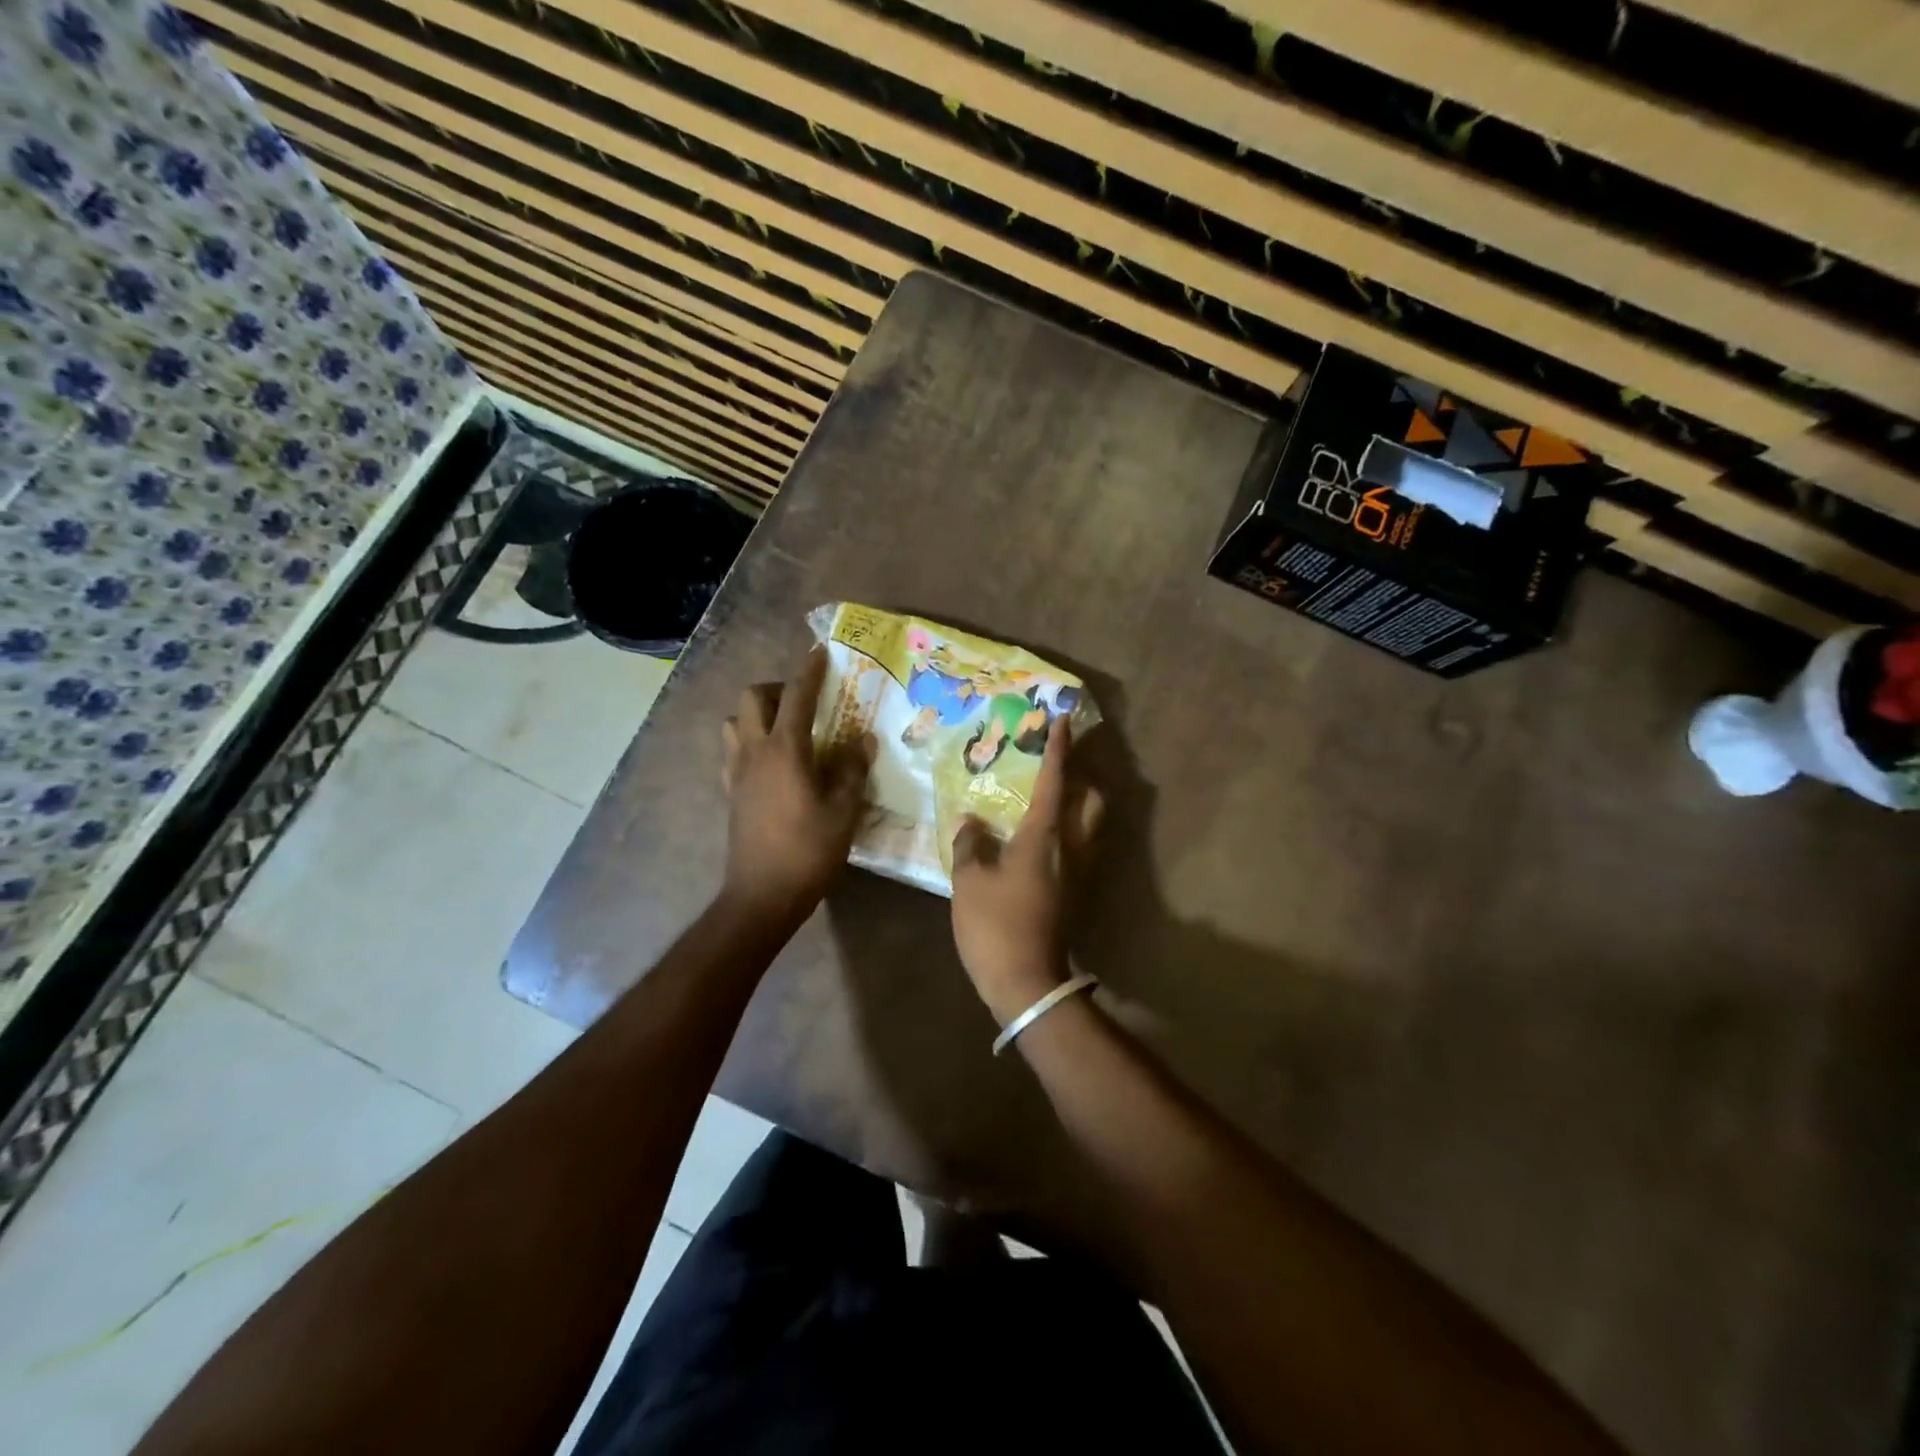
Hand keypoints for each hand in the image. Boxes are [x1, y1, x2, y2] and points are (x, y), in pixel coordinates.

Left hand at [720, 647, 872, 922]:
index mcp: (784, 750)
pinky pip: (733, 751)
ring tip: (786, 729)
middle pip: (751, 698)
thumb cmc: (808, 851)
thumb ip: (854, 769)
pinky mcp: (730, 792)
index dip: (809, 671)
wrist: (762, 895)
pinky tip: (772, 762)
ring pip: (734, 722)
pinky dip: (749, 741)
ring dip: (756, 714)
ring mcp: (736, 772)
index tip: (820, 652)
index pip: (796, 696)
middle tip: (804, 701)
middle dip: (776, 688)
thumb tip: (863, 739)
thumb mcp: (844, 810)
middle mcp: (754, 752)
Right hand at [950, 717, 1103, 1024]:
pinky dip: (1071, 830)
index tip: (1063, 720)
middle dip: (1082, 776)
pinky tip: (1046, 838)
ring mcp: (1080, 872)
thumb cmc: (995, 925)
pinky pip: (1082, 847)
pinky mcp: (1078, 893)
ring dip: (1080, 803)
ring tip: (1053, 798)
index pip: (1055, 780)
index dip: (1058, 748)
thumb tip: (972, 822)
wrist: (1027, 981)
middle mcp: (1072, 847)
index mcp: (1045, 836)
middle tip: (1059, 767)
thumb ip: (971, 844)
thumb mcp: (969, 881)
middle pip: (1092, 800)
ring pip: (1092, 825)